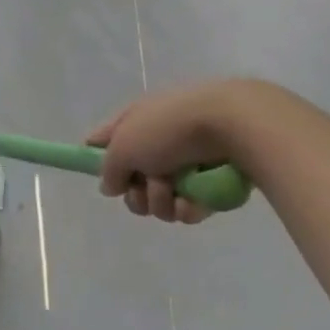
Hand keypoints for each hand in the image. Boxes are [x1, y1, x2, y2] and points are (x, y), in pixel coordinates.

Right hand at [87, 79, 275, 223]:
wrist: (232, 126)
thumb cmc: (170, 128)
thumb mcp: (125, 144)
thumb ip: (110, 168)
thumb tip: (110, 185)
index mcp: (136, 122)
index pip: (105, 139)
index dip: (97, 158)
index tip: (102, 177)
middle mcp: (157, 141)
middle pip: (132, 182)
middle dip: (136, 194)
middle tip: (144, 189)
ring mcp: (184, 163)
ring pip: (159, 200)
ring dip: (161, 201)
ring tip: (174, 191)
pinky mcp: (209, 183)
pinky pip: (187, 207)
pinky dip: (187, 207)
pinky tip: (192, 202)